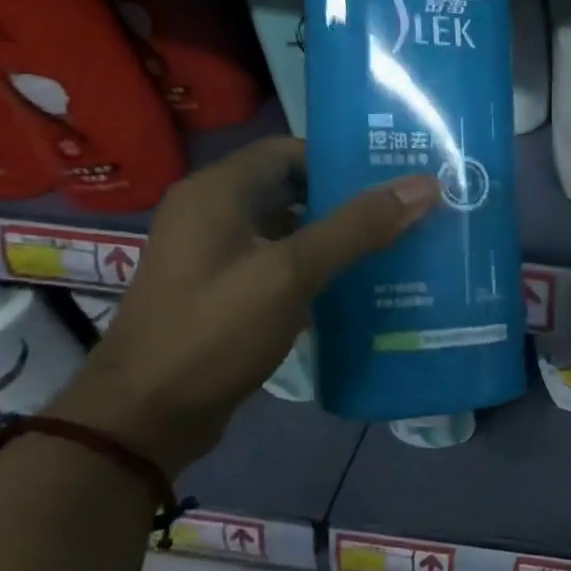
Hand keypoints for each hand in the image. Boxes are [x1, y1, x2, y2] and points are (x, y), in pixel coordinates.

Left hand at [51, 137, 438, 472]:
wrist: (146, 418)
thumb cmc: (213, 332)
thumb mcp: (290, 273)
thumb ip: (357, 227)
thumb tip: (425, 185)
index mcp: (217, 192)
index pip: (290, 152)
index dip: (342, 160)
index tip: (396, 176)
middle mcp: (214, 215)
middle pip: (294, 191)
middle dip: (351, 202)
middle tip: (411, 212)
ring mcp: (218, 258)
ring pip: (293, 232)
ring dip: (341, 239)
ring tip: (401, 247)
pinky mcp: (228, 294)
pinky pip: (284, 267)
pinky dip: (321, 271)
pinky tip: (364, 288)